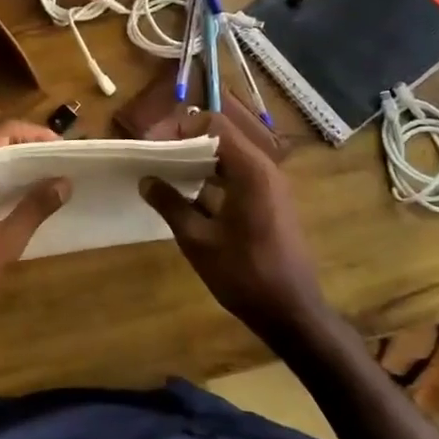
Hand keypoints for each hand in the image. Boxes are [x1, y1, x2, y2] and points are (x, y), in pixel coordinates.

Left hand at [0, 121, 70, 332]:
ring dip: (6, 167)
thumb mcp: (4, 241)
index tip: (60, 146)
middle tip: (54, 162)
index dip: (34, 134)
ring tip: (38, 179)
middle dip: (23, 150)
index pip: (3, 132)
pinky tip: (9, 199)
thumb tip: (64, 182)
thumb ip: (35, 208)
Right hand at [139, 112, 326, 337]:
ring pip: (228, 156)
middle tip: (152, 156)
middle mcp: (264, 169)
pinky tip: (187, 195)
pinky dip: (211, 177)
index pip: (212, 125)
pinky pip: (236, 175)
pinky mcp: (269, 202)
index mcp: (250, 170)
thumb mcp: (198, 240)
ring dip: (196, 160)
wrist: (292, 313)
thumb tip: (146, 180)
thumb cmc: (245, 275)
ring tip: (163, 173)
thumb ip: (170, 204)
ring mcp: (270, 185)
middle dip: (183, 142)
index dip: (178, 128)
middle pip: (220, 136)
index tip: (151, 145)